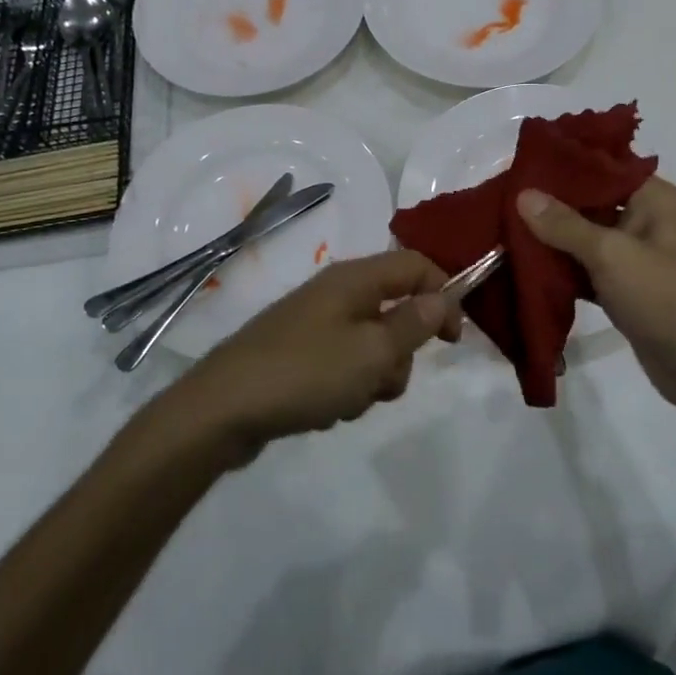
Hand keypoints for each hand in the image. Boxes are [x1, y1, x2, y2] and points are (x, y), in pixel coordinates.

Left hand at [175, 250, 461, 461]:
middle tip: (383, 379)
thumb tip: (442, 297)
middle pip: (395, 311)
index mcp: (354, 279)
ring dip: (372, 377)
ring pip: (371, 346)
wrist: (222, 409)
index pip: (415, 265)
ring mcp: (314, 324)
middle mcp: (335, 293)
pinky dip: (345, 388)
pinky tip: (325, 409)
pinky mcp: (299, 354)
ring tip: (347, 400)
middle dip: (400, 353)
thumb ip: (414, 323)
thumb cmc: (305, 372)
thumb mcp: (373, 351)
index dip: (443, 294)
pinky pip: (343, 366)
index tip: (452, 339)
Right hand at [516, 178, 675, 414]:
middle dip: (552, 205)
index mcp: (656, 200)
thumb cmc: (665, 297)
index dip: (566, 165)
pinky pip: (589, 269)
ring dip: (553, 239)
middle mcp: (649, 221)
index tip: (524, 166)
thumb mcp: (611, 254)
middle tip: (506, 199)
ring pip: (588, 238)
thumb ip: (564, 224)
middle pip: (593, 203)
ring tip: (507, 228)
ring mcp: (638, 258)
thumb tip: (523, 194)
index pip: (606, 168)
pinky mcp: (628, 289)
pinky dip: (564, 269)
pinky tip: (527, 266)